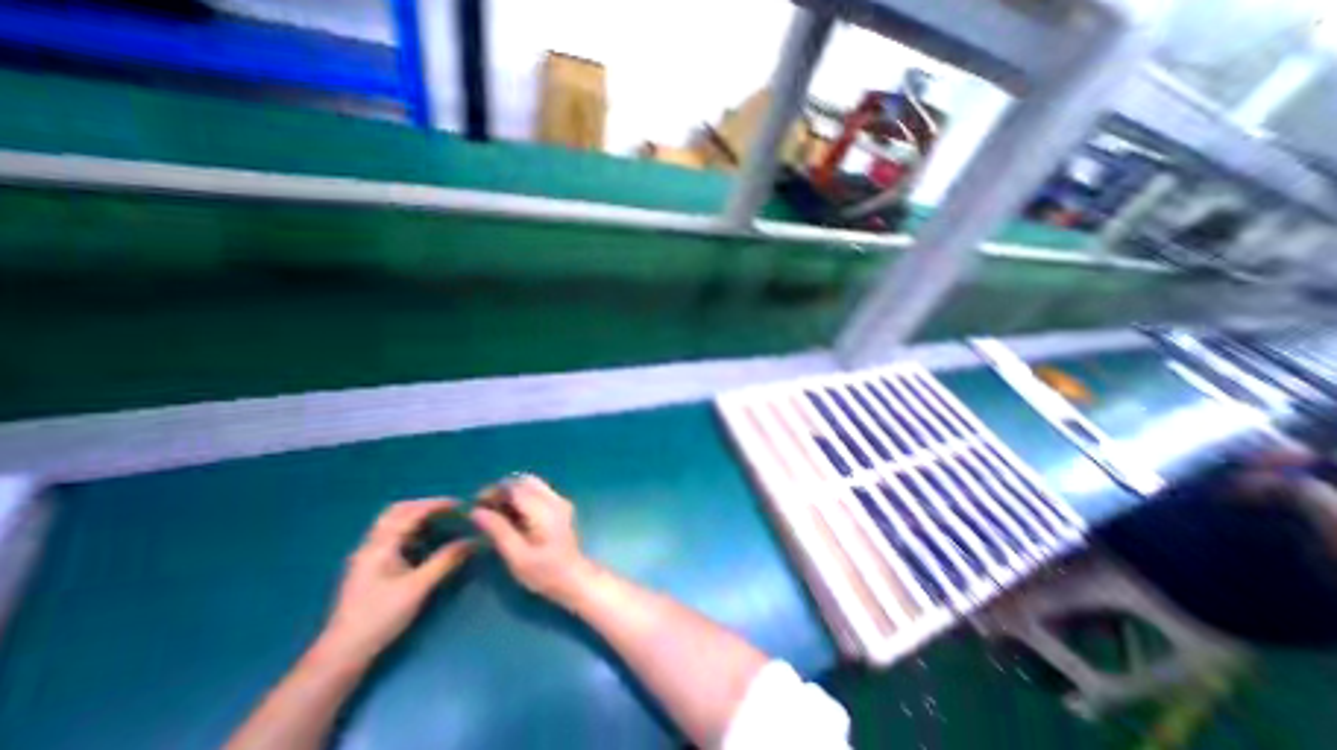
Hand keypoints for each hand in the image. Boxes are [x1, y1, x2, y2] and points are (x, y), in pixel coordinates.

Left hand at [317, 502, 473, 663]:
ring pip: (392, 523)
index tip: (460, 504)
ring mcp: (367, 557)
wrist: (341, 655)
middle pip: (397, 512)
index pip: (411, 513)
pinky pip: (391, 536)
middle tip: (448, 509)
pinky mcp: (369, 568)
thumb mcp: (418, 587)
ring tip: (441, 521)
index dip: (437, 504)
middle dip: (424, 505)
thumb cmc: (380, 617)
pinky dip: (411, 530)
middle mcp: (371, 545)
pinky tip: (425, 541)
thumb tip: (474, 540)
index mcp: (380, 546)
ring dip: (416, 516)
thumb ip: (446, 560)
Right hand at [470, 478, 594, 606]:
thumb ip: (498, 530)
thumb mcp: (516, 556)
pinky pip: (538, 491)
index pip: (515, 487)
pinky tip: (513, 516)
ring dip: (512, 492)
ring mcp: (560, 500)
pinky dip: (522, 496)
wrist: (574, 577)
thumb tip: (476, 511)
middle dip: (502, 489)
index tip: (476, 505)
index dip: (493, 491)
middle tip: (485, 508)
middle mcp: (554, 499)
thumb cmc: (544, 572)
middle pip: (524, 480)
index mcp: (544, 509)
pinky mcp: (561, 505)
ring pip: (532, 483)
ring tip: (496, 512)